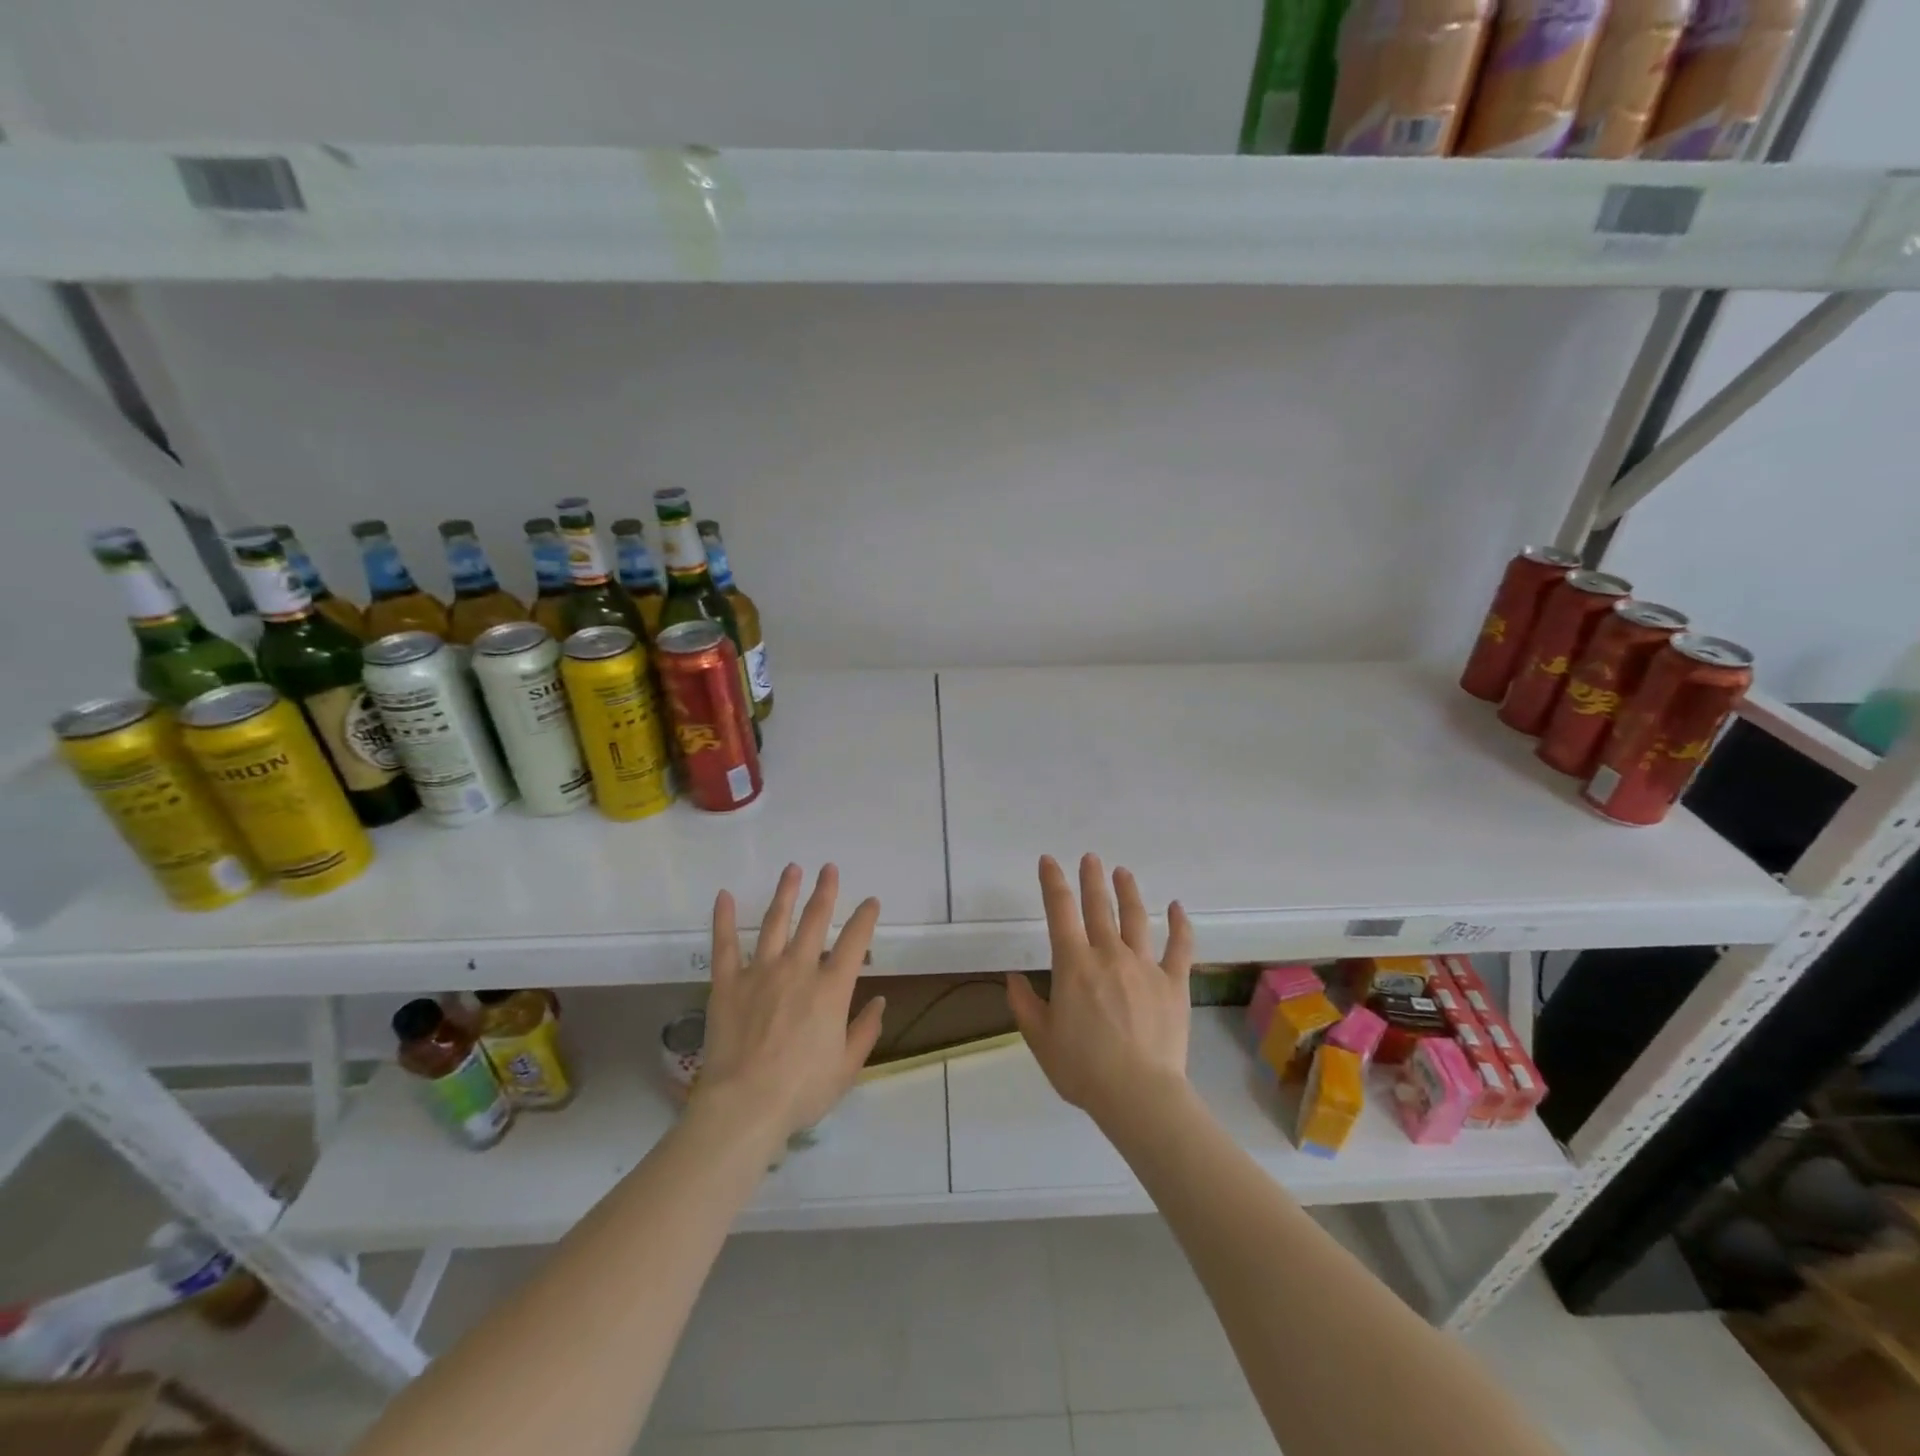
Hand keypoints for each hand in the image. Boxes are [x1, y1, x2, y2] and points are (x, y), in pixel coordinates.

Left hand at [696, 863, 884, 1142]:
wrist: (744, 1105)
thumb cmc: (801, 1090)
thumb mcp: (847, 1067)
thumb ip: (865, 1030)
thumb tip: (879, 1001)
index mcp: (832, 988)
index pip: (856, 941)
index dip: (865, 918)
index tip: (870, 902)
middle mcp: (799, 969)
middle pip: (815, 920)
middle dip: (825, 891)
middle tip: (829, 868)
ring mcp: (760, 972)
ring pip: (775, 922)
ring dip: (785, 893)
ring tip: (792, 869)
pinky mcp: (728, 983)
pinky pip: (725, 944)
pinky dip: (723, 919)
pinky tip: (724, 896)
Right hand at [1006, 854, 1193, 1129]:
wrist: (1139, 1094)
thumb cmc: (1083, 1069)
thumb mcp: (1040, 1039)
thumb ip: (1025, 1004)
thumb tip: (1014, 978)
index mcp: (1074, 965)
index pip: (1060, 911)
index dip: (1053, 882)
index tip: (1049, 861)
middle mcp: (1109, 955)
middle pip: (1098, 906)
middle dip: (1092, 878)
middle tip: (1090, 857)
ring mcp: (1145, 966)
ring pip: (1136, 918)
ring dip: (1128, 891)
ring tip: (1122, 872)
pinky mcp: (1173, 983)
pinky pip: (1179, 947)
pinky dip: (1180, 925)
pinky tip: (1177, 908)